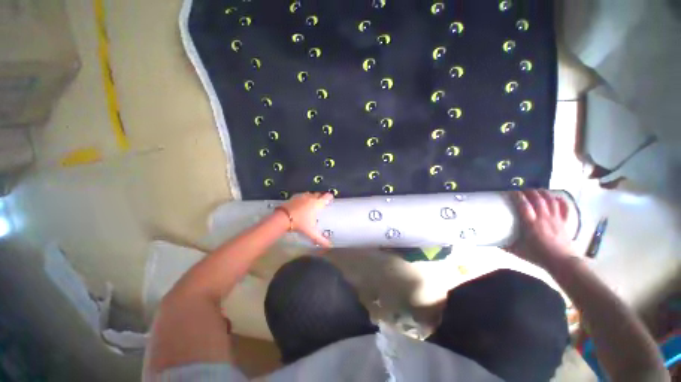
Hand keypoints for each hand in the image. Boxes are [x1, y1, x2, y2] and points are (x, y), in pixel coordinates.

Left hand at [279, 192, 333, 246]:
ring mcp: (302, 196)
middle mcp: (311, 198)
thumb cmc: (300, 224)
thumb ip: (321, 239)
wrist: (283, 218)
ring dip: (312, 197)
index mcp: (317, 204)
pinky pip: (301, 195)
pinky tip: (301, 203)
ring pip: (310, 194)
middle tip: (321, 203)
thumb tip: (329, 245)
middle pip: (319, 194)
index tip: (331, 198)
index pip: (327, 197)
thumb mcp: (311, 232)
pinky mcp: (294, 197)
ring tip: (312, 203)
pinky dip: (303, 198)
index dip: (330, 197)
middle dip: (321, 197)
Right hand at [509, 190, 575, 269]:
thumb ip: (505, 246)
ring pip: (551, 201)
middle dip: (530, 191)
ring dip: (543, 193)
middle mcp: (544, 218)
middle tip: (522, 189)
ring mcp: (556, 219)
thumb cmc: (539, 256)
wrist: (562, 262)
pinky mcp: (565, 223)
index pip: (523, 205)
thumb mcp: (518, 251)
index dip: (517, 196)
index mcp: (531, 224)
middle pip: (538, 200)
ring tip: (537, 189)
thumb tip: (493, 242)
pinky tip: (557, 197)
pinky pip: (564, 209)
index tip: (511, 191)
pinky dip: (561, 201)